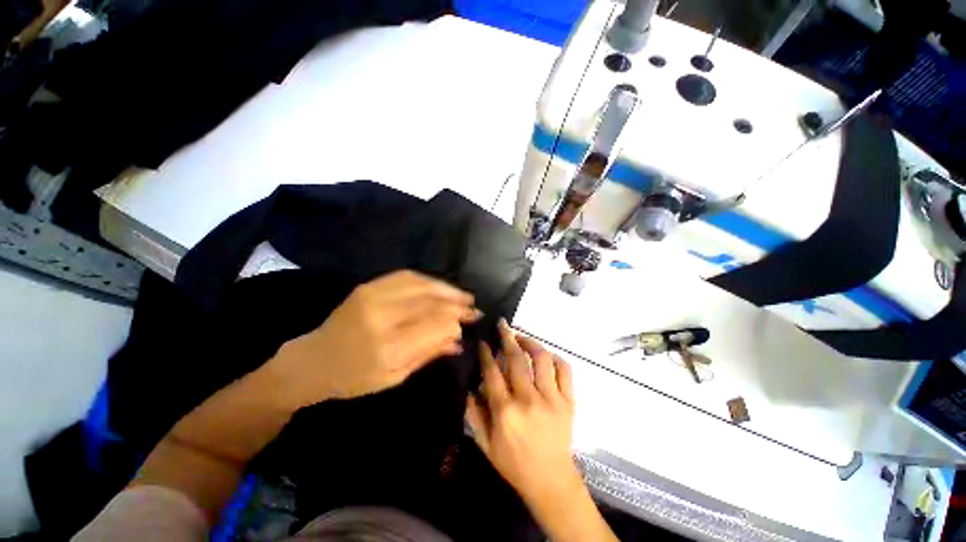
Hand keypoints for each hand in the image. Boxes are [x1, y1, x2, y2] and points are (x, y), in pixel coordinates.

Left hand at [264, 270, 479, 407]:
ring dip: (447, 289)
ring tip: (464, 295)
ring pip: (422, 285)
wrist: (313, 360)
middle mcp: (381, 317)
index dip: (456, 321)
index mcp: (388, 348)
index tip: (469, 322)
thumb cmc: (354, 378)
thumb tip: (459, 340)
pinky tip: (440, 287)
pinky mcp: (368, 286)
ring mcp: (373, 297)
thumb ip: (428, 354)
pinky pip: (407, 276)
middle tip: (474, 307)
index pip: (435, 326)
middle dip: (457, 304)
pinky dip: (428, 280)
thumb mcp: (394, 377)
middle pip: (431, 303)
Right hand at [465, 319, 579, 502]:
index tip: (484, 342)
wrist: (551, 481)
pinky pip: (565, 370)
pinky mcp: (568, 401)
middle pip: (516, 359)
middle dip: (507, 337)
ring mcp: (552, 399)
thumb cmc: (514, 464)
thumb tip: (471, 387)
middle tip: (503, 325)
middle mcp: (528, 400)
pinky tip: (546, 356)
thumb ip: (475, 413)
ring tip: (522, 338)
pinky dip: (556, 358)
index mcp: (505, 411)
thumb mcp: (485, 444)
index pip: (492, 372)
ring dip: (530, 343)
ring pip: (542, 359)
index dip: (487, 353)